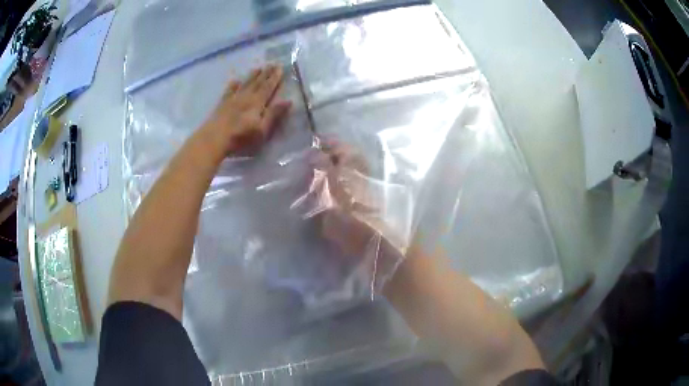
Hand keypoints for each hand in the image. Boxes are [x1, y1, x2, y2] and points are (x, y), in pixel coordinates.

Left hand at [201, 64, 291, 154]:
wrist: (214, 138)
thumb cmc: (241, 137)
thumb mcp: (262, 129)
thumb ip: (274, 114)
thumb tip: (288, 100)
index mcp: (257, 102)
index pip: (268, 87)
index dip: (274, 78)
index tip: (280, 67)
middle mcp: (245, 97)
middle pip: (257, 83)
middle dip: (265, 73)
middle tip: (272, 63)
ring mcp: (232, 100)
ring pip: (244, 84)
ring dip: (252, 76)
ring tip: (257, 68)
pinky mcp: (222, 105)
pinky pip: (229, 92)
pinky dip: (233, 86)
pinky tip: (235, 81)